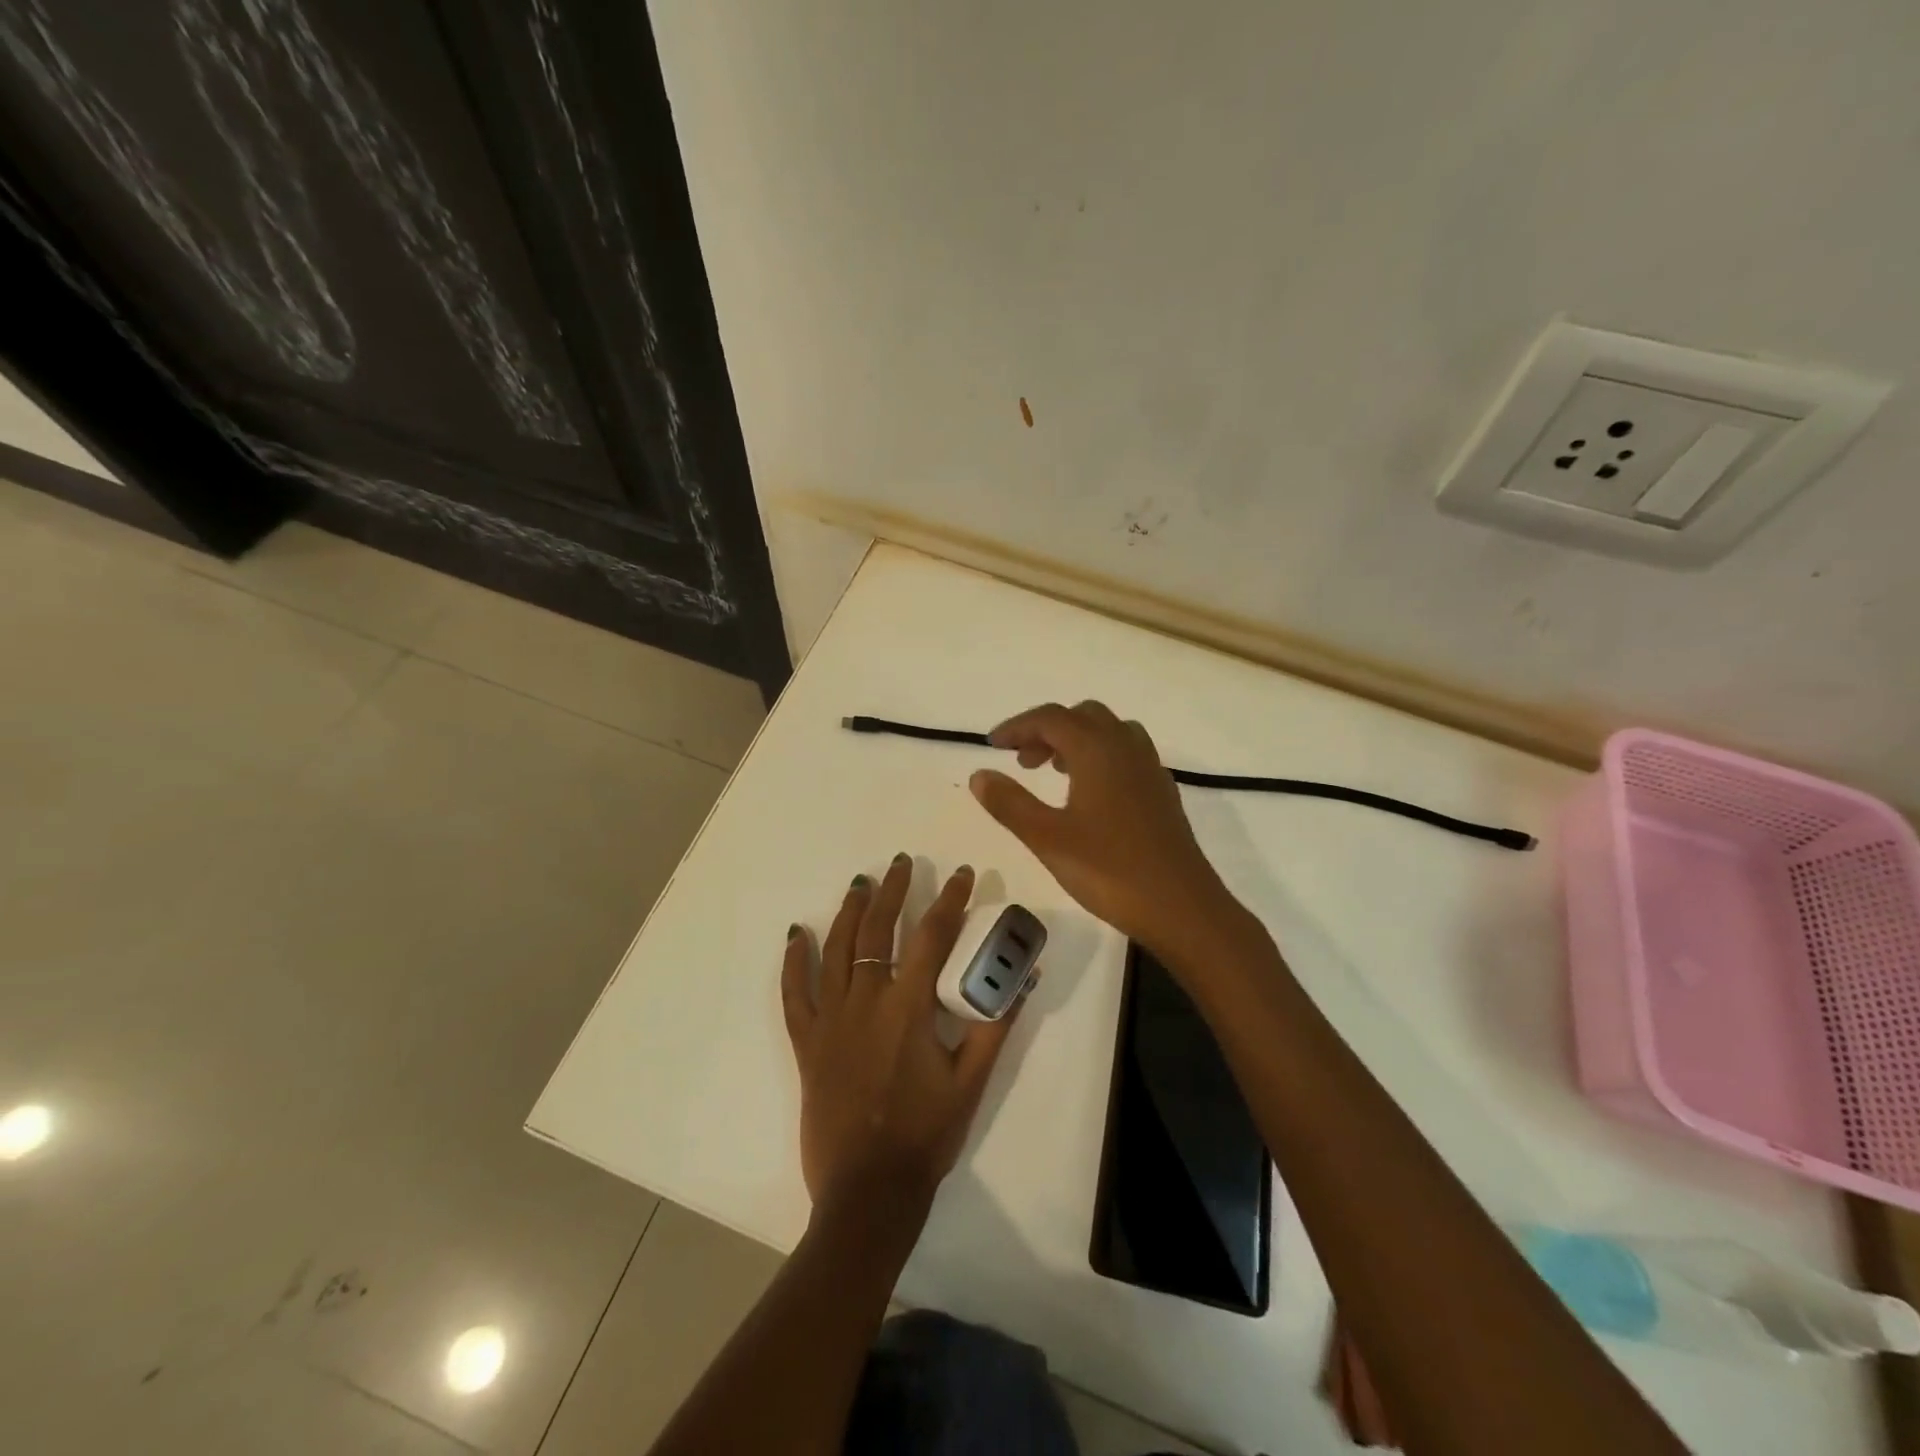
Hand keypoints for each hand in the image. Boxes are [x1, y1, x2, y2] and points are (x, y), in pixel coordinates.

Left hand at [781, 856, 1026, 1209]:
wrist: (868, 1191)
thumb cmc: (926, 1135)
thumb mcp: (971, 1081)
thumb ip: (995, 1025)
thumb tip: (1022, 978)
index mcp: (909, 1007)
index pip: (932, 936)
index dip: (950, 900)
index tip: (963, 874)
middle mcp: (866, 1001)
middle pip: (877, 931)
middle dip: (894, 891)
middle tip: (903, 863)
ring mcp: (831, 1019)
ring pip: (836, 949)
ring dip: (849, 911)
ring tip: (861, 884)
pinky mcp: (807, 1041)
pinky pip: (794, 992)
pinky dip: (793, 961)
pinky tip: (795, 933)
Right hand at [968, 701, 1233, 955]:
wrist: (1182, 907)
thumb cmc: (1110, 870)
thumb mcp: (1047, 838)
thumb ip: (1009, 803)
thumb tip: (980, 774)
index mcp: (1097, 750)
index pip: (1051, 718)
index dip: (1017, 726)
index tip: (992, 745)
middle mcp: (1126, 747)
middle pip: (1082, 717)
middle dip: (1047, 730)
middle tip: (1022, 760)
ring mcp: (1150, 768)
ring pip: (1108, 732)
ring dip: (1076, 740)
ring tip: (1052, 771)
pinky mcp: (1162, 792)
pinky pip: (1127, 754)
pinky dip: (1100, 757)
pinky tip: (1090, 793)